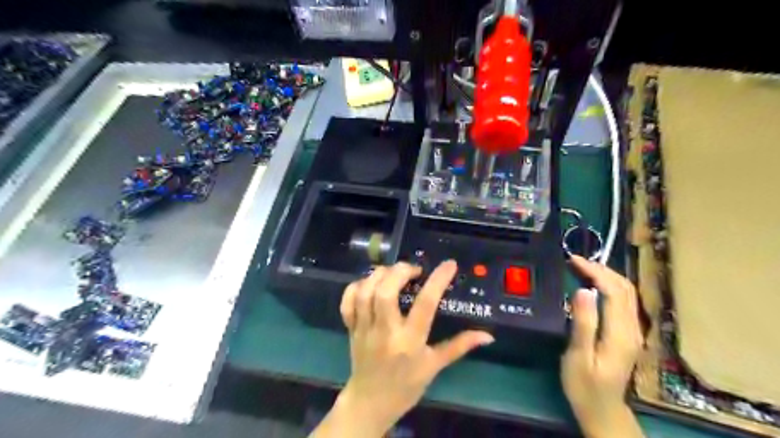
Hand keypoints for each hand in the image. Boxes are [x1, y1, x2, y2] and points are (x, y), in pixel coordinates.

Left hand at [313, 262, 488, 436]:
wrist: (370, 403)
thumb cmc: (407, 385)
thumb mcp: (434, 366)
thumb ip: (459, 346)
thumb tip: (487, 335)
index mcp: (409, 342)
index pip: (425, 305)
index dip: (438, 280)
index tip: (449, 264)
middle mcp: (385, 332)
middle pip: (386, 292)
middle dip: (400, 271)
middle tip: (413, 269)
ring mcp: (364, 329)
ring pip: (365, 293)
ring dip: (379, 275)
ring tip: (393, 272)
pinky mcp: (351, 328)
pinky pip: (347, 302)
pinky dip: (356, 286)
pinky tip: (369, 283)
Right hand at [562, 254, 645, 437]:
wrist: (602, 410)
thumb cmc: (584, 385)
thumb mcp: (578, 356)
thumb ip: (583, 323)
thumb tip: (582, 290)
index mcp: (620, 333)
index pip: (613, 291)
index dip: (595, 272)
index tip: (573, 260)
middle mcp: (632, 328)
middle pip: (625, 288)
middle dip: (602, 269)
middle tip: (576, 261)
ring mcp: (633, 331)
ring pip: (627, 293)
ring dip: (607, 275)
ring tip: (582, 267)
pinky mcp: (628, 333)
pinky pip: (623, 301)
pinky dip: (609, 286)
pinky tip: (594, 285)